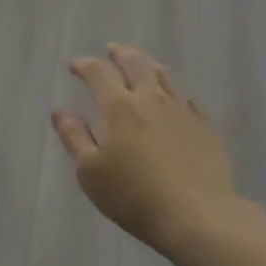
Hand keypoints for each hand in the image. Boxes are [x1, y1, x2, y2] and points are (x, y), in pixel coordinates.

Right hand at [53, 44, 241, 252]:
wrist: (197, 215)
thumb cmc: (133, 195)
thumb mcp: (90, 172)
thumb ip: (74, 137)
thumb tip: (61, 112)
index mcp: (118, 106)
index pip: (99, 72)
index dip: (85, 65)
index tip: (75, 66)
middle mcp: (150, 98)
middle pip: (135, 63)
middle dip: (120, 53)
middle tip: (111, 50)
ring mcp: (182, 110)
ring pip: (164, 76)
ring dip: (148, 65)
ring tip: (140, 64)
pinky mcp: (205, 126)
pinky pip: (187, 99)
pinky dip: (173, 92)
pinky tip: (174, 99)